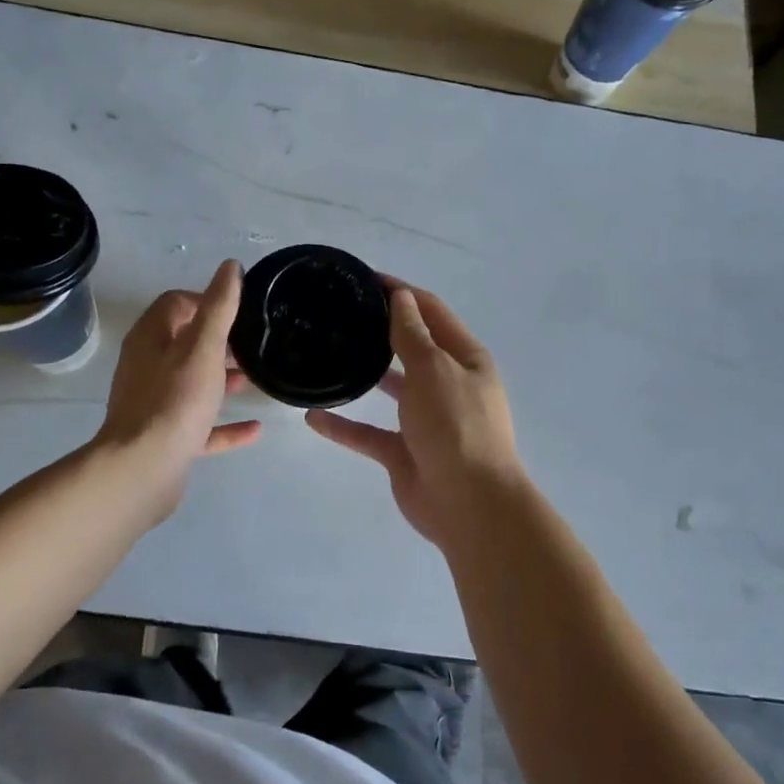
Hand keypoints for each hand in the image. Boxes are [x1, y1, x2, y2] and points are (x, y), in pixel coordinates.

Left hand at [95, 260, 260, 523]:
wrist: (143, 469)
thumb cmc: (175, 400)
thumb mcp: (203, 347)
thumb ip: (218, 307)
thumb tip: (229, 266)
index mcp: (150, 339)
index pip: (175, 304)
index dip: (206, 300)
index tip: (239, 312)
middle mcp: (147, 367)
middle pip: (184, 343)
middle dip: (219, 342)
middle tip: (252, 346)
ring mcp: (155, 405)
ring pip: (192, 384)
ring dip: (222, 380)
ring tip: (255, 380)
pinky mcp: (166, 439)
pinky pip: (199, 425)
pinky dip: (224, 424)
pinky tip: (255, 429)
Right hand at [306, 282, 524, 549]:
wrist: (470, 505)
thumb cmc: (457, 427)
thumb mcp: (434, 370)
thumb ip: (412, 335)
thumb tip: (400, 297)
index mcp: (465, 358)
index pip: (430, 312)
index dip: (401, 292)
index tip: (364, 279)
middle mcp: (447, 384)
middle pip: (411, 347)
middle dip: (380, 330)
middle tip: (339, 314)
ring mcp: (425, 420)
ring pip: (391, 389)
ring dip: (364, 374)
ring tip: (327, 355)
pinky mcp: (404, 452)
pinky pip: (368, 432)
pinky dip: (344, 426)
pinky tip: (313, 416)